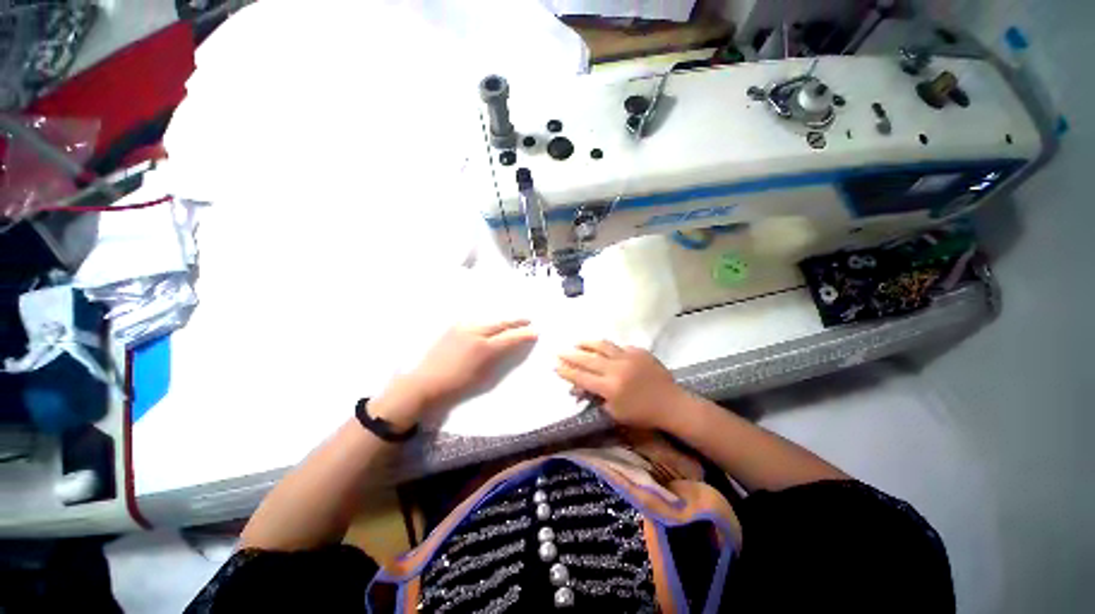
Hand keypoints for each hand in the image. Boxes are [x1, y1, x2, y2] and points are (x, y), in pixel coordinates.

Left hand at [375, 320, 537, 427]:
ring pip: (488, 320)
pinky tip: (490, 324)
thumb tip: (510, 347)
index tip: (535, 332)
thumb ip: (499, 359)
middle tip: (528, 320)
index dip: (524, 334)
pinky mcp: (453, 328)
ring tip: (512, 320)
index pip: (510, 337)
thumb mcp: (483, 377)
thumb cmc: (456, 386)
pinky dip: (487, 322)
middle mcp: (475, 333)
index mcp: (484, 348)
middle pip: (501, 323)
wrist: (423, 384)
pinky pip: (475, 321)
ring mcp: (462, 328)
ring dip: (502, 320)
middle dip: (516, 322)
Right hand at [555, 341, 686, 431]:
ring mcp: (628, 357)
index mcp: (610, 387)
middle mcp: (616, 369)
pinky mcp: (638, 351)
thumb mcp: (615, 412)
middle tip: (559, 350)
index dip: (566, 371)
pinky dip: (608, 347)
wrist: (671, 404)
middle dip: (570, 355)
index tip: (555, 366)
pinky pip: (619, 346)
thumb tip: (577, 388)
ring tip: (576, 342)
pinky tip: (602, 347)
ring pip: (602, 346)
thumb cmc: (642, 414)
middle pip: (587, 359)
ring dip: (587, 343)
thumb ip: (596, 398)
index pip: (582, 377)